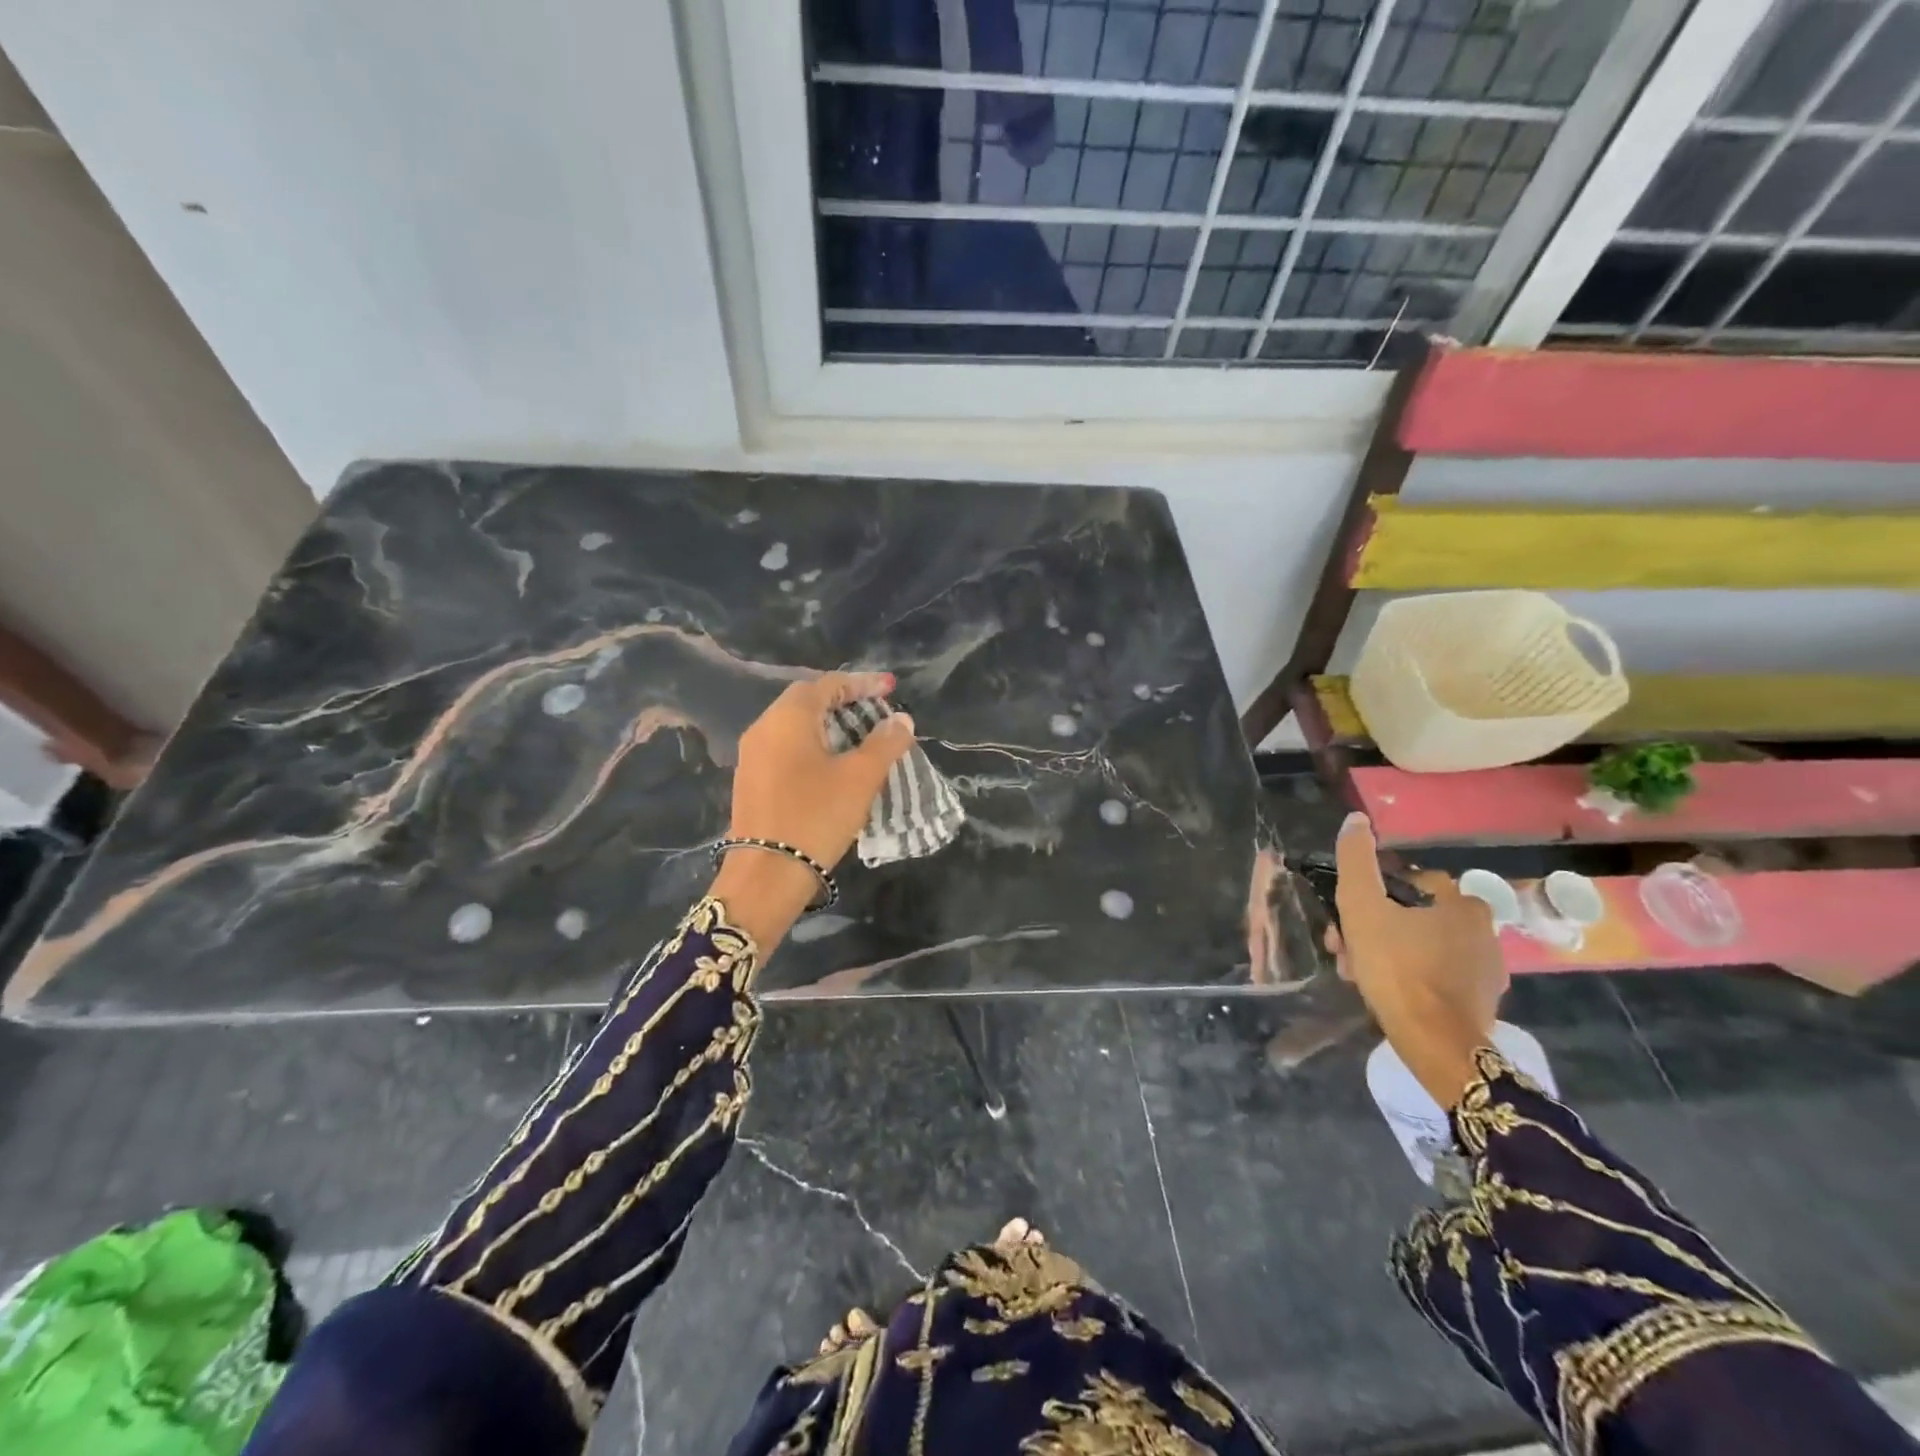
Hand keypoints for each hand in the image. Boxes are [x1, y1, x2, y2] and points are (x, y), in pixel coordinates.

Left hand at [711, 671, 914, 949]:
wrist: (767, 875)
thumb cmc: (817, 816)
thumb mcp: (861, 778)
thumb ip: (885, 743)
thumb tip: (901, 720)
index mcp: (788, 718)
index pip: (828, 685)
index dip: (862, 683)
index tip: (891, 688)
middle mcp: (764, 728)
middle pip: (807, 701)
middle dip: (844, 702)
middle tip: (876, 711)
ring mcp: (753, 756)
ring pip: (795, 726)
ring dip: (829, 726)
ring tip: (861, 738)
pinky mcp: (752, 781)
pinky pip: (786, 748)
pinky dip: (813, 746)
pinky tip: (833, 765)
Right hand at [1326, 813, 1507, 1108]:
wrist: (1434, 1042)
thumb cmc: (1397, 967)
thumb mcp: (1361, 907)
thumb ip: (1356, 860)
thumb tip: (1356, 819)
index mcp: (1462, 904)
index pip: (1409, 883)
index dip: (1373, 897)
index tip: (1349, 919)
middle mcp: (1484, 931)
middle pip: (1413, 917)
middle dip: (1374, 930)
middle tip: (1346, 950)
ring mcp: (1488, 970)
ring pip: (1422, 947)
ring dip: (1387, 954)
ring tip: (1359, 976)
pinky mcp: (1483, 1002)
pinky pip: (1437, 977)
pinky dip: (1410, 979)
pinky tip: (1387, 993)